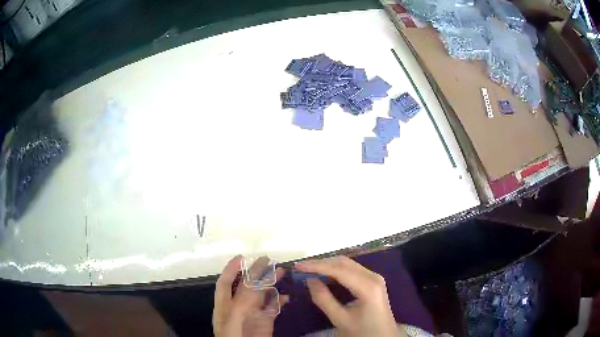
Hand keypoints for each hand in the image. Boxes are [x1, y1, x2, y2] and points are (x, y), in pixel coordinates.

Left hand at [213, 255, 287, 336]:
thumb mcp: (232, 321)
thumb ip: (240, 304)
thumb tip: (253, 286)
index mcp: (225, 305)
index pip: (226, 283)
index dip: (231, 269)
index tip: (242, 257)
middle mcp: (239, 307)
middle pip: (247, 286)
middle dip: (256, 272)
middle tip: (269, 260)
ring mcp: (253, 314)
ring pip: (262, 295)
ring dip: (271, 283)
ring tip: (282, 272)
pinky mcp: (266, 322)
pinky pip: (274, 308)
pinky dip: (280, 300)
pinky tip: (287, 296)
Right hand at [295, 256, 404, 336]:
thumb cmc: (363, 331)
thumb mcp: (340, 319)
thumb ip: (324, 299)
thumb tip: (310, 280)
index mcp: (367, 286)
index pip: (339, 270)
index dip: (317, 266)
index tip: (298, 266)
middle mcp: (373, 277)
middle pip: (344, 263)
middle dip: (321, 263)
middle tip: (301, 268)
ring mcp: (375, 278)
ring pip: (348, 264)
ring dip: (328, 265)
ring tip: (309, 270)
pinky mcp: (373, 281)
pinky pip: (352, 270)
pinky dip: (336, 270)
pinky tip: (325, 275)